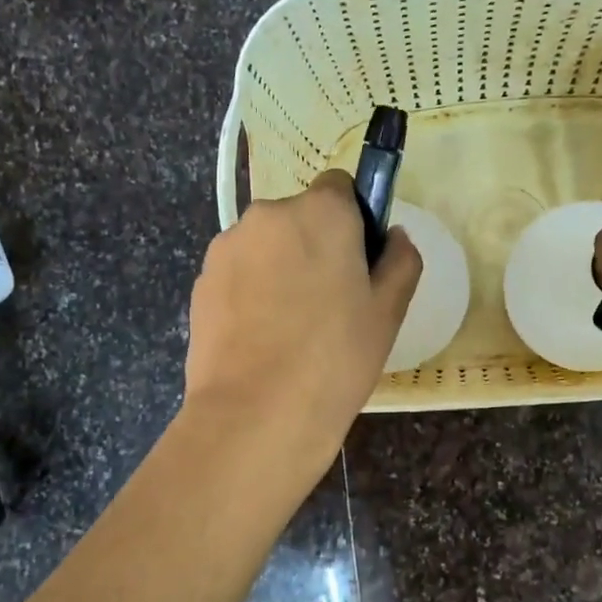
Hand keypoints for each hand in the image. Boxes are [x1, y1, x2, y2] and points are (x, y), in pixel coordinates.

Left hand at [184, 170, 421, 470]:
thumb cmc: (335, 358)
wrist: (256, 414)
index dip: (354, 220)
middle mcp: (267, 216)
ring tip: (290, 328)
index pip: (340, 187)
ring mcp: (226, 248)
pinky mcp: (201, 282)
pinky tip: (261, 339)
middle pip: (299, 217)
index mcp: (320, 212)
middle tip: (330, 304)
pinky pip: (238, 274)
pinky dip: (251, 293)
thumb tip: (393, 236)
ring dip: (280, 268)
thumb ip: (400, 260)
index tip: (358, 264)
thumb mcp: (388, 312)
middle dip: (315, 246)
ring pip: (266, 247)